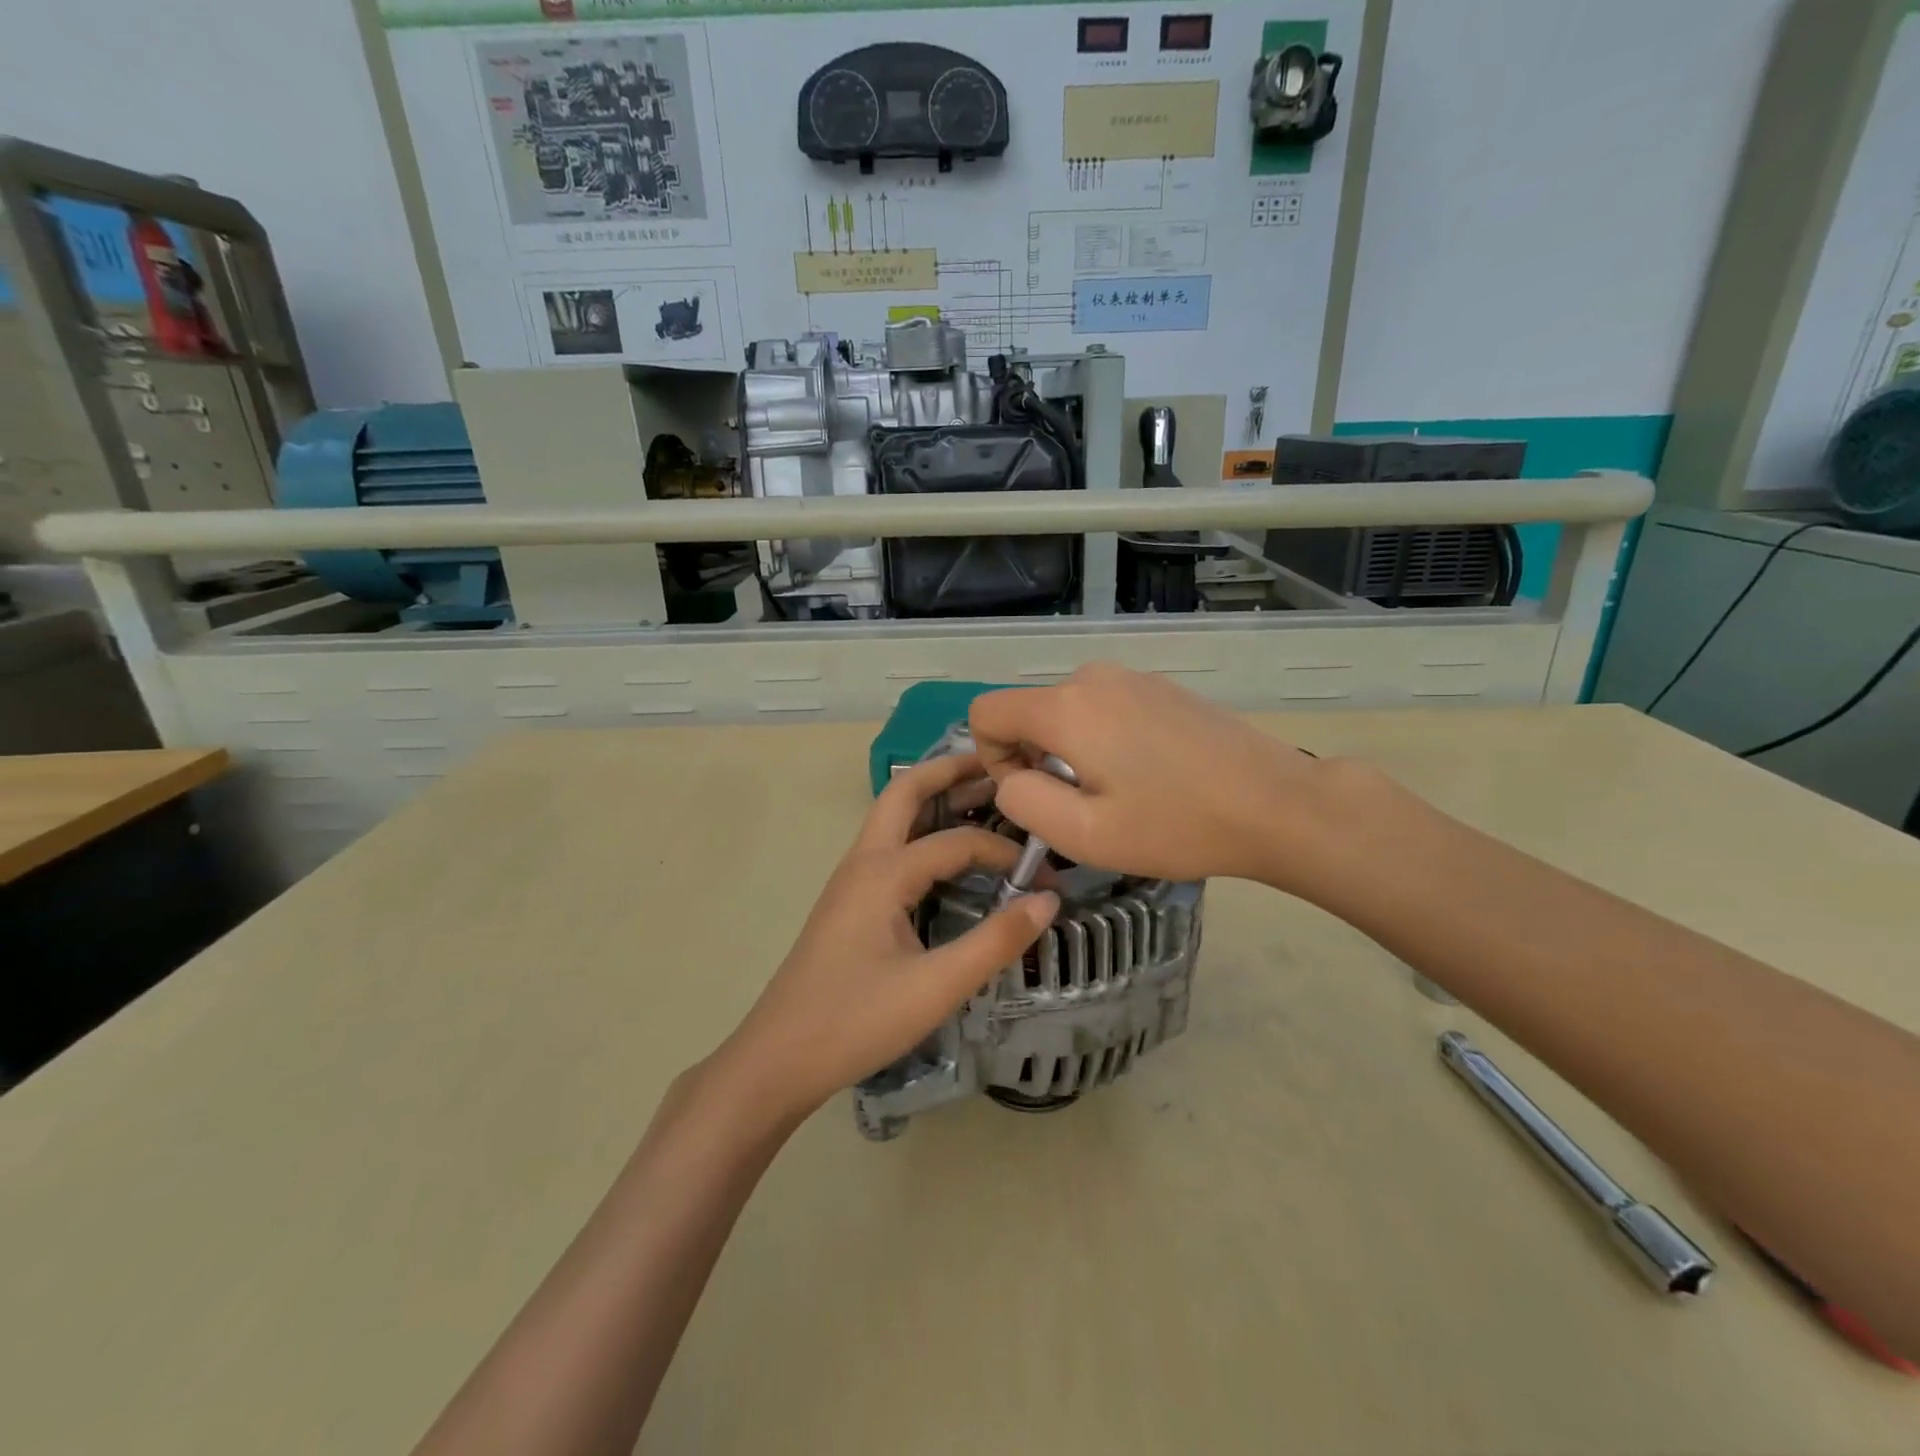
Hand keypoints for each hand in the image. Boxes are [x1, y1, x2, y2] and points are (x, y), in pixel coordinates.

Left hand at [715, 752, 1056, 1124]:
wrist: (778, 1058)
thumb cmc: (856, 1021)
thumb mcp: (935, 988)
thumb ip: (995, 942)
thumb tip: (1048, 900)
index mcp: (883, 873)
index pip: (956, 842)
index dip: (1003, 852)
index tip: (1044, 874)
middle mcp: (863, 861)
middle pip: (905, 792)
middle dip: (949, 771)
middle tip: (996, 764)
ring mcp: (850, 878)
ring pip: (892, 816)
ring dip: (932, 797)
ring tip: (978, 794)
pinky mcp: (848, 899)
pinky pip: (888, 844)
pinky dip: (920, 829)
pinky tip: (944, 853)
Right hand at [969, 662, 1347, 890]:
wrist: (1275, 803)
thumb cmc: (1175, 824)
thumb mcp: (1084, 834)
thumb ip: (1023, 801)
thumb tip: (1011, 778)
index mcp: (1065, 707)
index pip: (986, 712)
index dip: (991, 758)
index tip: (1033, 794)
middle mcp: (1092, 678)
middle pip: (1028, 712)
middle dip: (1035, 758)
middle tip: (1083, 806)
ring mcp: (1131, 677)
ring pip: (1067, 712)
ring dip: (1071, 752)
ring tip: (1119, 793)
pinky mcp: (1160, 688)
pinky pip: (1104, 708)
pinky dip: (1103, 739)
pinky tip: (1149, 775)